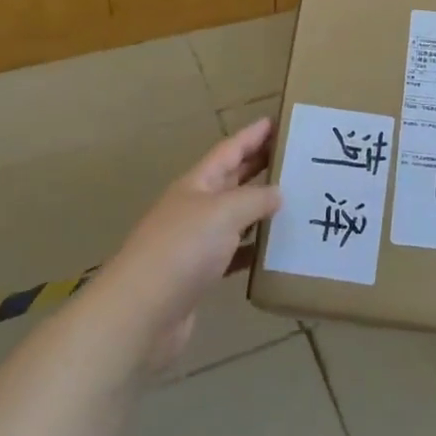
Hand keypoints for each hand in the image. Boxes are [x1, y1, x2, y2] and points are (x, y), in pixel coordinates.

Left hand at [99, 119, 282, 371]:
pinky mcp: (199, 276)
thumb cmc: (181, 250)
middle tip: (294, 155)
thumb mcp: (223, 213)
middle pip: (232, 179)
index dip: (252, 135)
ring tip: (295, 199)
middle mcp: (195, 207)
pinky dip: (253, 249)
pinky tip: (275, 251)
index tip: (277, 121)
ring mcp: (196, 242)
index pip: (230, 150)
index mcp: (197, 184)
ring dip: (260, 207)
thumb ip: (254, 199)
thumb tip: (278, 192)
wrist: (140, 314)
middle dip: (259, 165)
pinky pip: (233, 253)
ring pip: (235, 216)